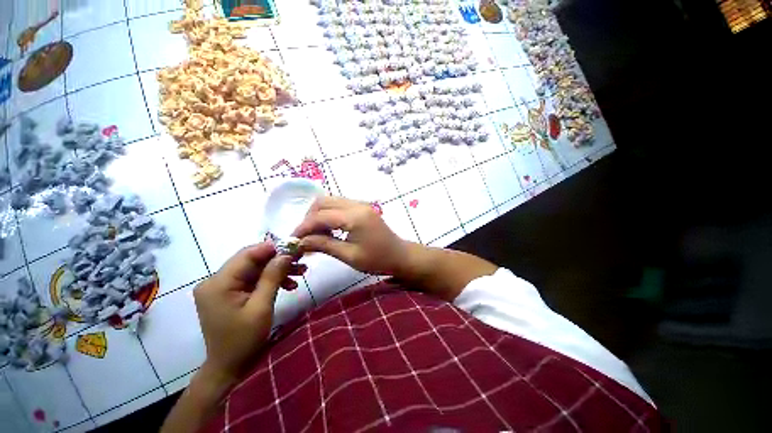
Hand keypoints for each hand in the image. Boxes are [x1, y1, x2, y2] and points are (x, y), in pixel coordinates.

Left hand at [193, 243, 305, 383]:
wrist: (229, 367)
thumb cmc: (244, 340)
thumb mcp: (261, 307)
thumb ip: (272, 277)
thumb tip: (286, 253)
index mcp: (218, 283)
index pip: (247, 255)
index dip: (272, 248)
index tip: (295, 247)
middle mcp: (216, 281)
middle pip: (252, 261)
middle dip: (278, 260)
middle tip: (301, 260)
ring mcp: (222, 287)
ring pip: (255, 269)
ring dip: (278, 270)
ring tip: (301, 272)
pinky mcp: (229, 293)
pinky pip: (253, 279)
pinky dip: (271, 279)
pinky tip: (289, 285)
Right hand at [293, 197, 409, 275]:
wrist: (400, 256)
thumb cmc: (377, 260)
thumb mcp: (349, 255)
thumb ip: (324, 245)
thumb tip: (300, 242)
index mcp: (355, 216)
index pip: (320, 216)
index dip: (303, 227)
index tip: (292, 240)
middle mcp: (357, 204)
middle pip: (323, 202)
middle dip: (309, 218)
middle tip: (304, 237)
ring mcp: (361, 204)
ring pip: (330, 201)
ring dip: (318, 215)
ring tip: (314, 235)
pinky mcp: (362, 208)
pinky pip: (339, 206)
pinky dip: (329, 215)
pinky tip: (328, 229)